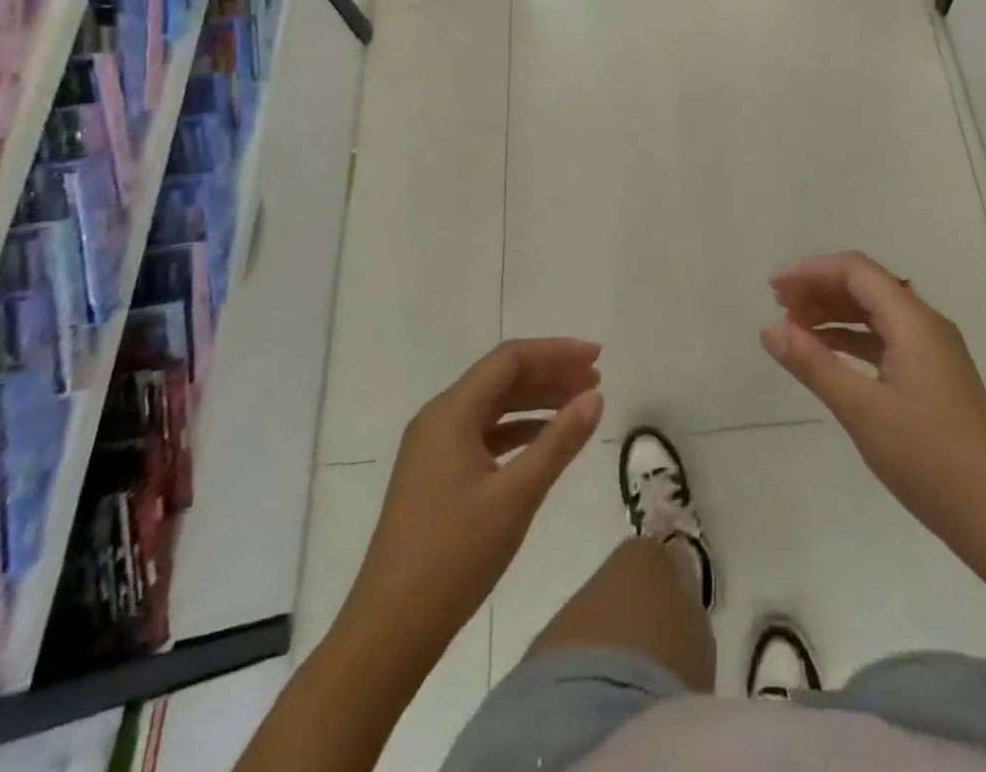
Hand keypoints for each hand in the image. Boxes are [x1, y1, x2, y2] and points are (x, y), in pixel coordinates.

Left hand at [349, 340, 603, 659]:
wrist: (387, 633)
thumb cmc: (453, 557)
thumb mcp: (516, 496)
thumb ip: (559, 442)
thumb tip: (595, 398)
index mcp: (451, 413)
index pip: (510, 359)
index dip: (556, 352)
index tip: (597, 358)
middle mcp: (439, 419)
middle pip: (502, 378)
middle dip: (550, 373)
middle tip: (596, 380)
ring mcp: (434, 449)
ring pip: (494, 406)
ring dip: (537, 401)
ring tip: (580, 406)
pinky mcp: (436, 476)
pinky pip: (484, 434)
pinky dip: (519, 430)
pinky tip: (545, 441)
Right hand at [760, 252, 985, 567]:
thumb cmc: (928, 458)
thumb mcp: (861, 409)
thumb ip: (813, 364)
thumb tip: (769, 329)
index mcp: (913, 321)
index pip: (856, 271)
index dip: (811, 271)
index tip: (773, 289)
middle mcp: (926, 324)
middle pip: (866, 286)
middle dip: (820, 289)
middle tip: (778, 307)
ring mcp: (934, 351)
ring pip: (876, 313)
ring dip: (834, 314)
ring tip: (794, 328)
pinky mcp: (935, 376)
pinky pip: (886, 340)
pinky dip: (853, 340)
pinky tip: (828, 355)